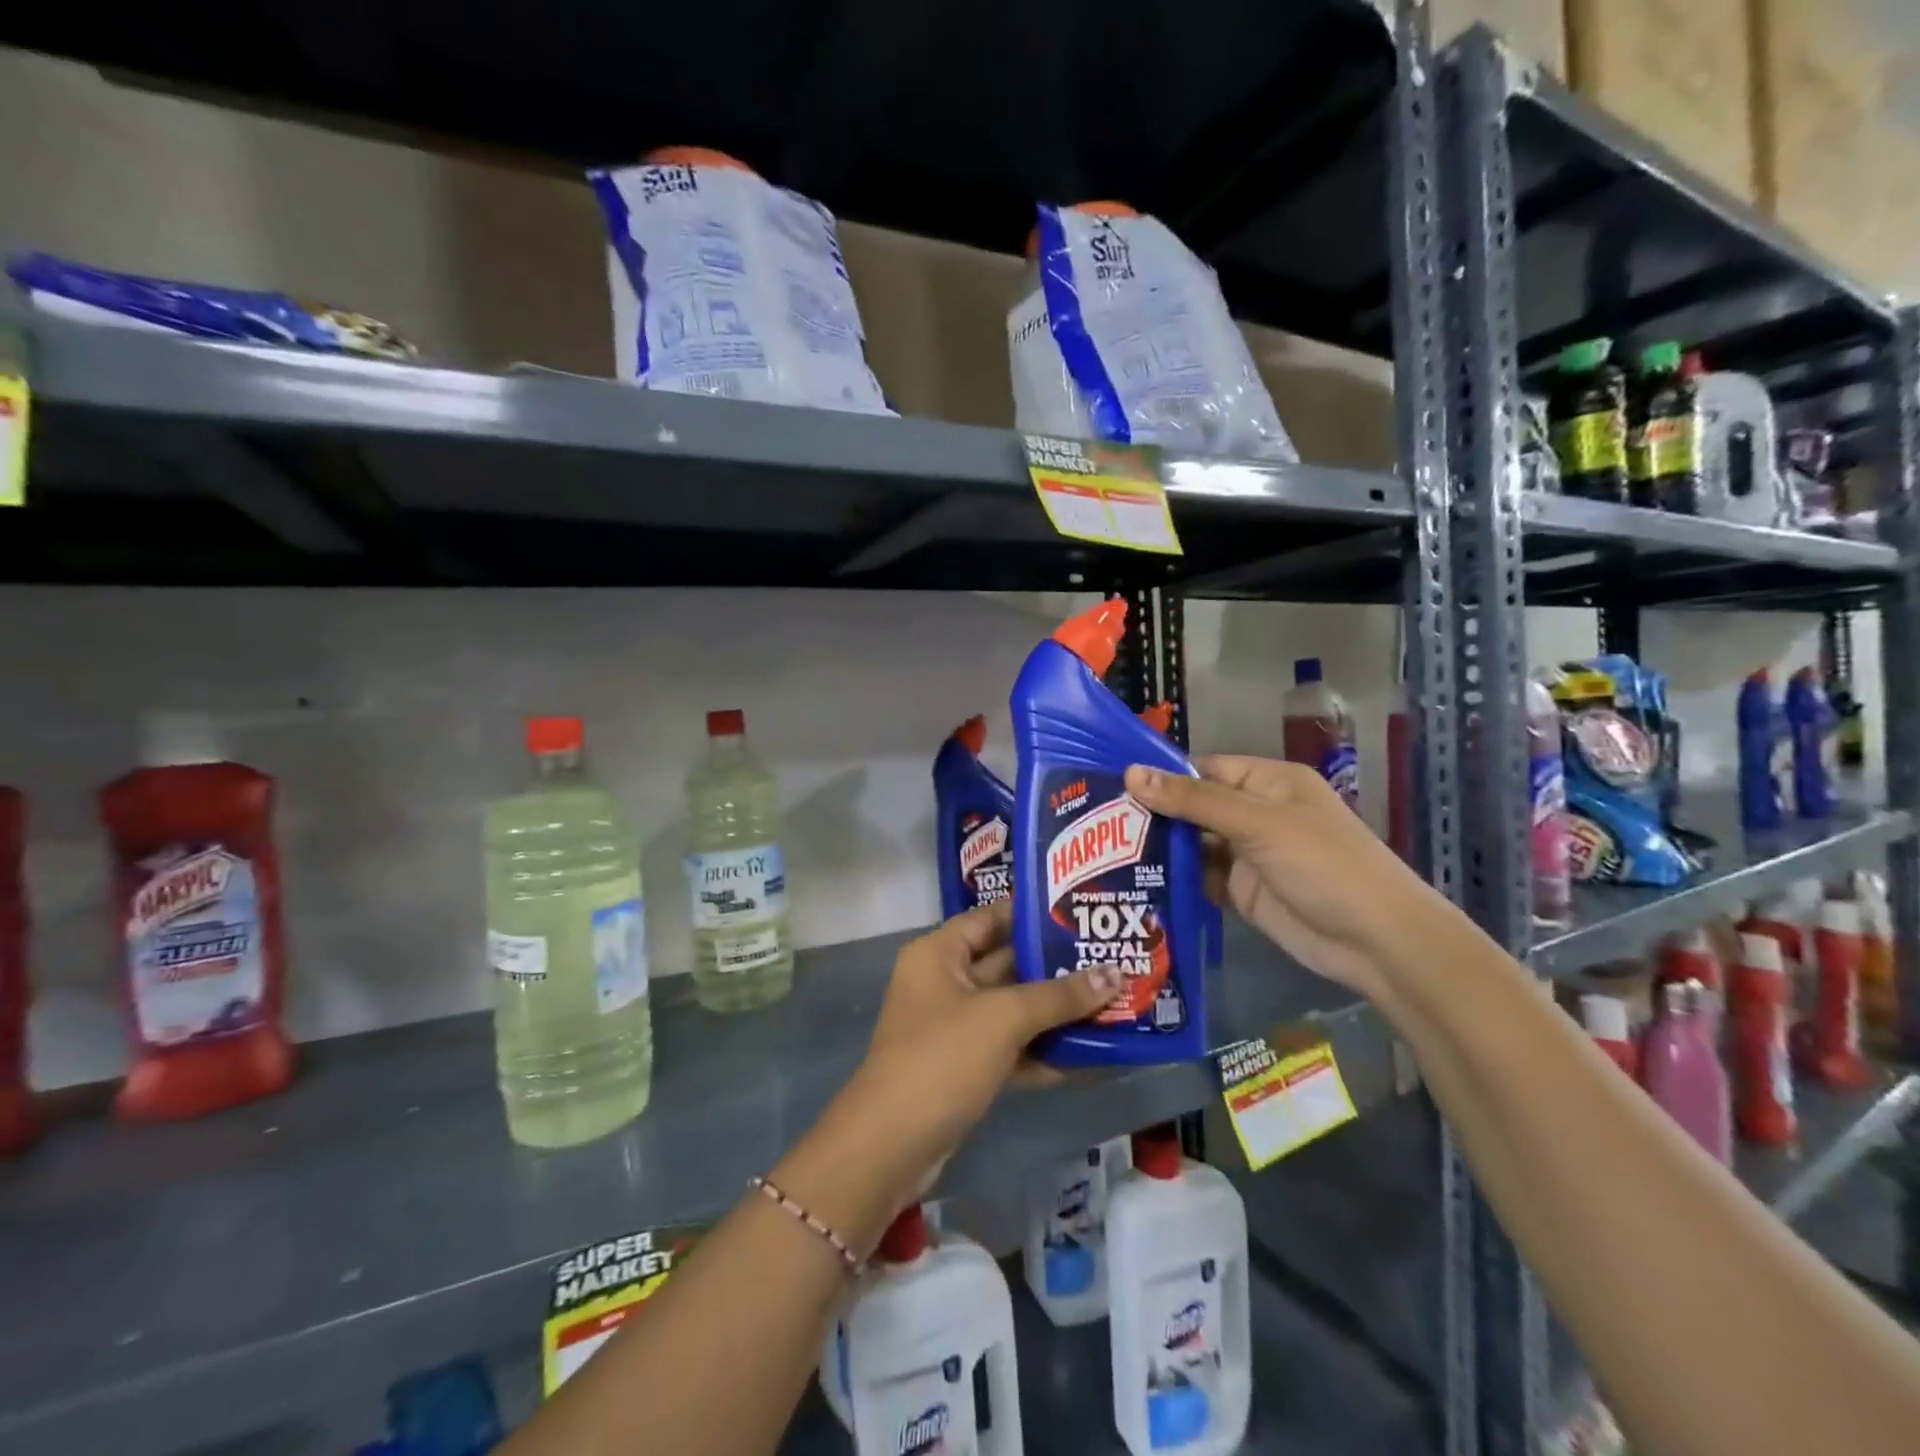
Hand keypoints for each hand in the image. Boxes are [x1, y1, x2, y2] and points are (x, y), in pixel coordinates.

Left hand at [846, 900, 1122, 1200]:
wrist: (890, 1145)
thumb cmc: (942, 1058)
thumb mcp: (1003, 1018)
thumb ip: (1059, 996)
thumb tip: (1115, 974)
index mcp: (940, 953)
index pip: (992, 917)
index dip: (1035, 913)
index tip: (1082, 912)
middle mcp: (944, 981)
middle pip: (1007, 963)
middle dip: (1056, 966)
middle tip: (1111, 958)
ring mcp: (954, 1026)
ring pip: (1012, 1009)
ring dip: (1056, 1012)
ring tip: (1112, 1002)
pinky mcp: (964, 1066)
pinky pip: (1010, 1047)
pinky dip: (1043, 1051)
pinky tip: (1090, 1055)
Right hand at [1125, 754, 1459, 1000]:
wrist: (1375, 941)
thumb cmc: (1323, 864)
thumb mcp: (1257, 824)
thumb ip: (1193, 801)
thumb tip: (1131, 773)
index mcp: (1265, 783)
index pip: (1201, 769)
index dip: (1160, 775)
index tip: (1109, 784)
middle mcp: (1253, 814)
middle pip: (1193, 807)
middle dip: (1152, 813)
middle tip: (1095, 821)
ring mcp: (1247, 855)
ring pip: (1192, 844)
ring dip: (1159, 848)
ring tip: (1102, 851)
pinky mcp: (1241, 893)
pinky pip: (1199, 879)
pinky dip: (1173, 880)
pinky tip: (1134, 881)